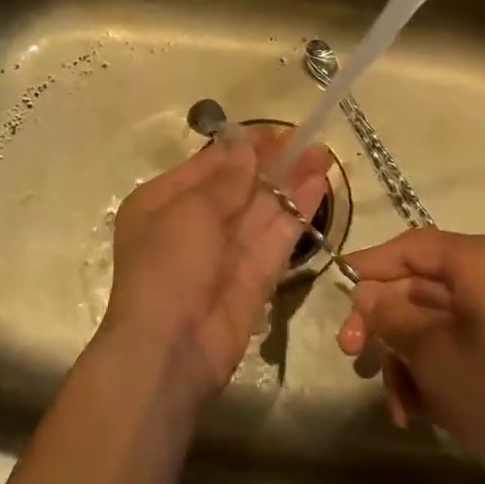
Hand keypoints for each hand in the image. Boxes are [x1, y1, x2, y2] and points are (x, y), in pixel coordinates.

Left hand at [100, 127, 332, 410]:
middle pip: (238, 186)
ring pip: (262, 210)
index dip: (242, 147)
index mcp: (162, 203)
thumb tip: (245, 145)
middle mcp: (192, 225)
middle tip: (307, 141)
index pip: (208, 166)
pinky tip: (318, 187)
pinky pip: (275, 238)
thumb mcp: (191, 211)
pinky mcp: (253, 279)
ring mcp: (225, 253)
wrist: (170, 351)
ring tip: (322, 155)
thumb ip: (227, 179)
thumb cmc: (168, 266)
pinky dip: (296, 212)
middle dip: (272, 163)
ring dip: (290, 183)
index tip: (276, 132)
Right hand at [336, 229, 484, 483]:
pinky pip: (469, 343)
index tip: (337, 288)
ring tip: (399, 407)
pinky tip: (424, 412)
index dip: (371, 265)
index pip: (413, 247)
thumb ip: (392, 317)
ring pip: (443, 321)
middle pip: (425, 286)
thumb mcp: (434, 357)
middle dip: (388, 325)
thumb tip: (367, 294)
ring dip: (411, 358)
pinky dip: (441, 369)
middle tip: (353, 357)